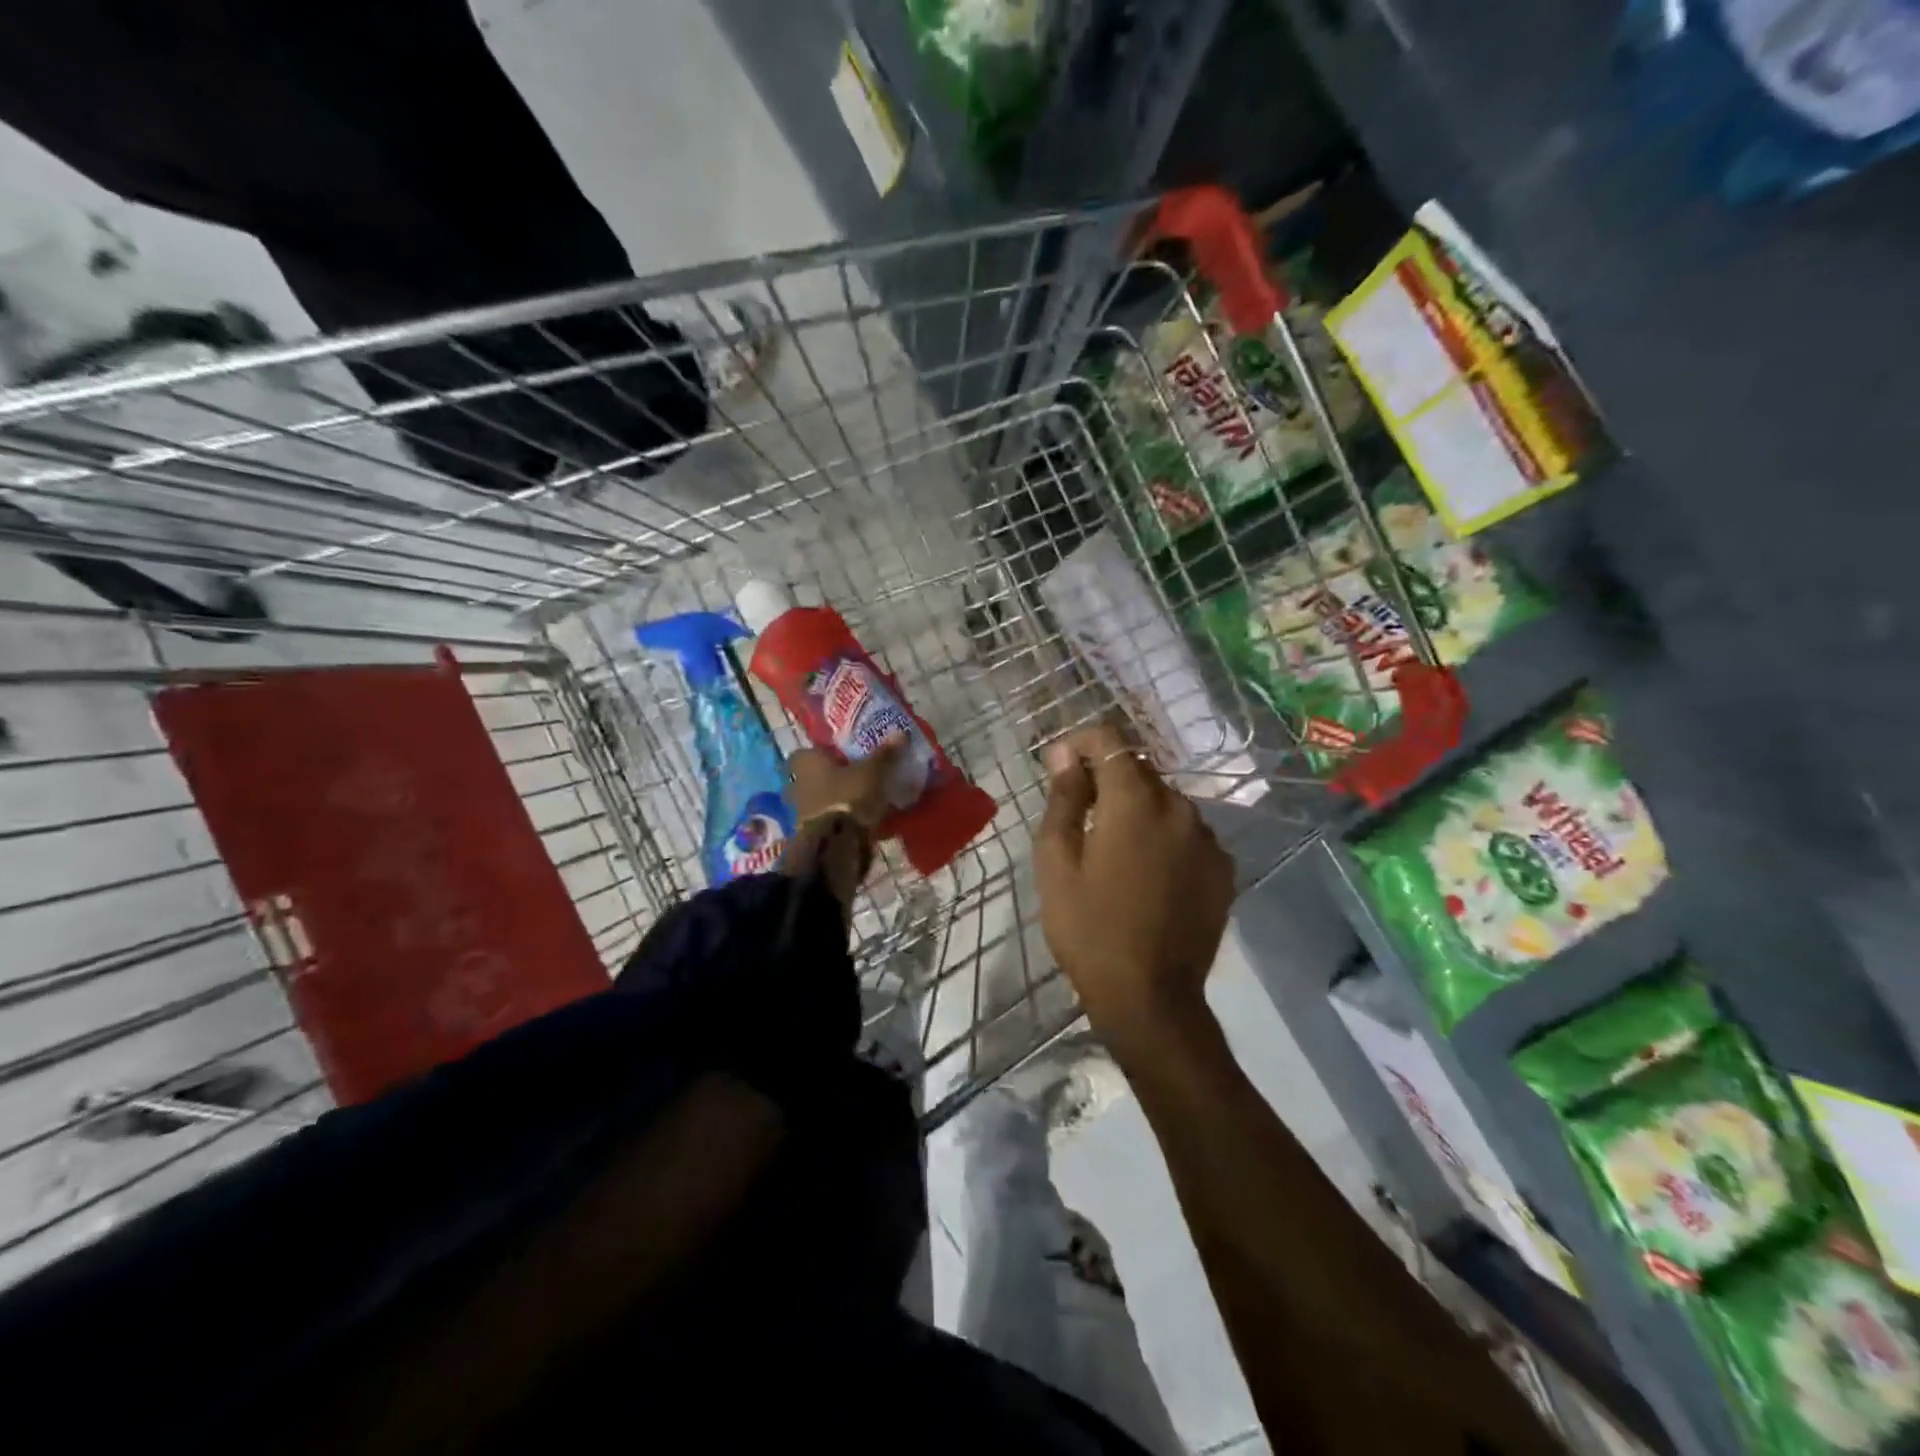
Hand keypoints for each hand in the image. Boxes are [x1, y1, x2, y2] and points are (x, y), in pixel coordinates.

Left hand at [787, 740, 900, 828]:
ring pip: (820, 800)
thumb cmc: (848, 797)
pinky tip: (862, 821)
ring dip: (836, 800)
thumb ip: (884, 754)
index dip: (823, 752)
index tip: (843, 754)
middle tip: (855, 776)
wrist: (836, 845)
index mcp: (806, 763)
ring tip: (863, 800)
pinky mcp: (812, 834)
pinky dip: (841, 820)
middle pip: (813, 777)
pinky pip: (828, 820)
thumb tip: (900, 733)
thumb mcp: (872, 772)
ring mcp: (802, 812)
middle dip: (831, 777)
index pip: (807, 751)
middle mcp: (797, 785)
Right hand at [1035, 725, 1235, 1060]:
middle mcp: (1180, 808)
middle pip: (1139, 771)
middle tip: (1079, 814)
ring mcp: (1207, 839)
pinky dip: (1164, 837)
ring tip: (1112, 849)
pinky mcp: (1222, 869)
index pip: (1110, 741)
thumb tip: (1064, 754)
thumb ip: (1064, 798)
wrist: (1150, 998)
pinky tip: (1146, 873)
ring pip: (1165, 802)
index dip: (1081, 743)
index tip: (1059, 764)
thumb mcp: (1057, 861)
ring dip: (1137, 809)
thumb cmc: (1088, 928)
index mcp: (1136, 802)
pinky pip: (1186, 834)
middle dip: (1107, 779)